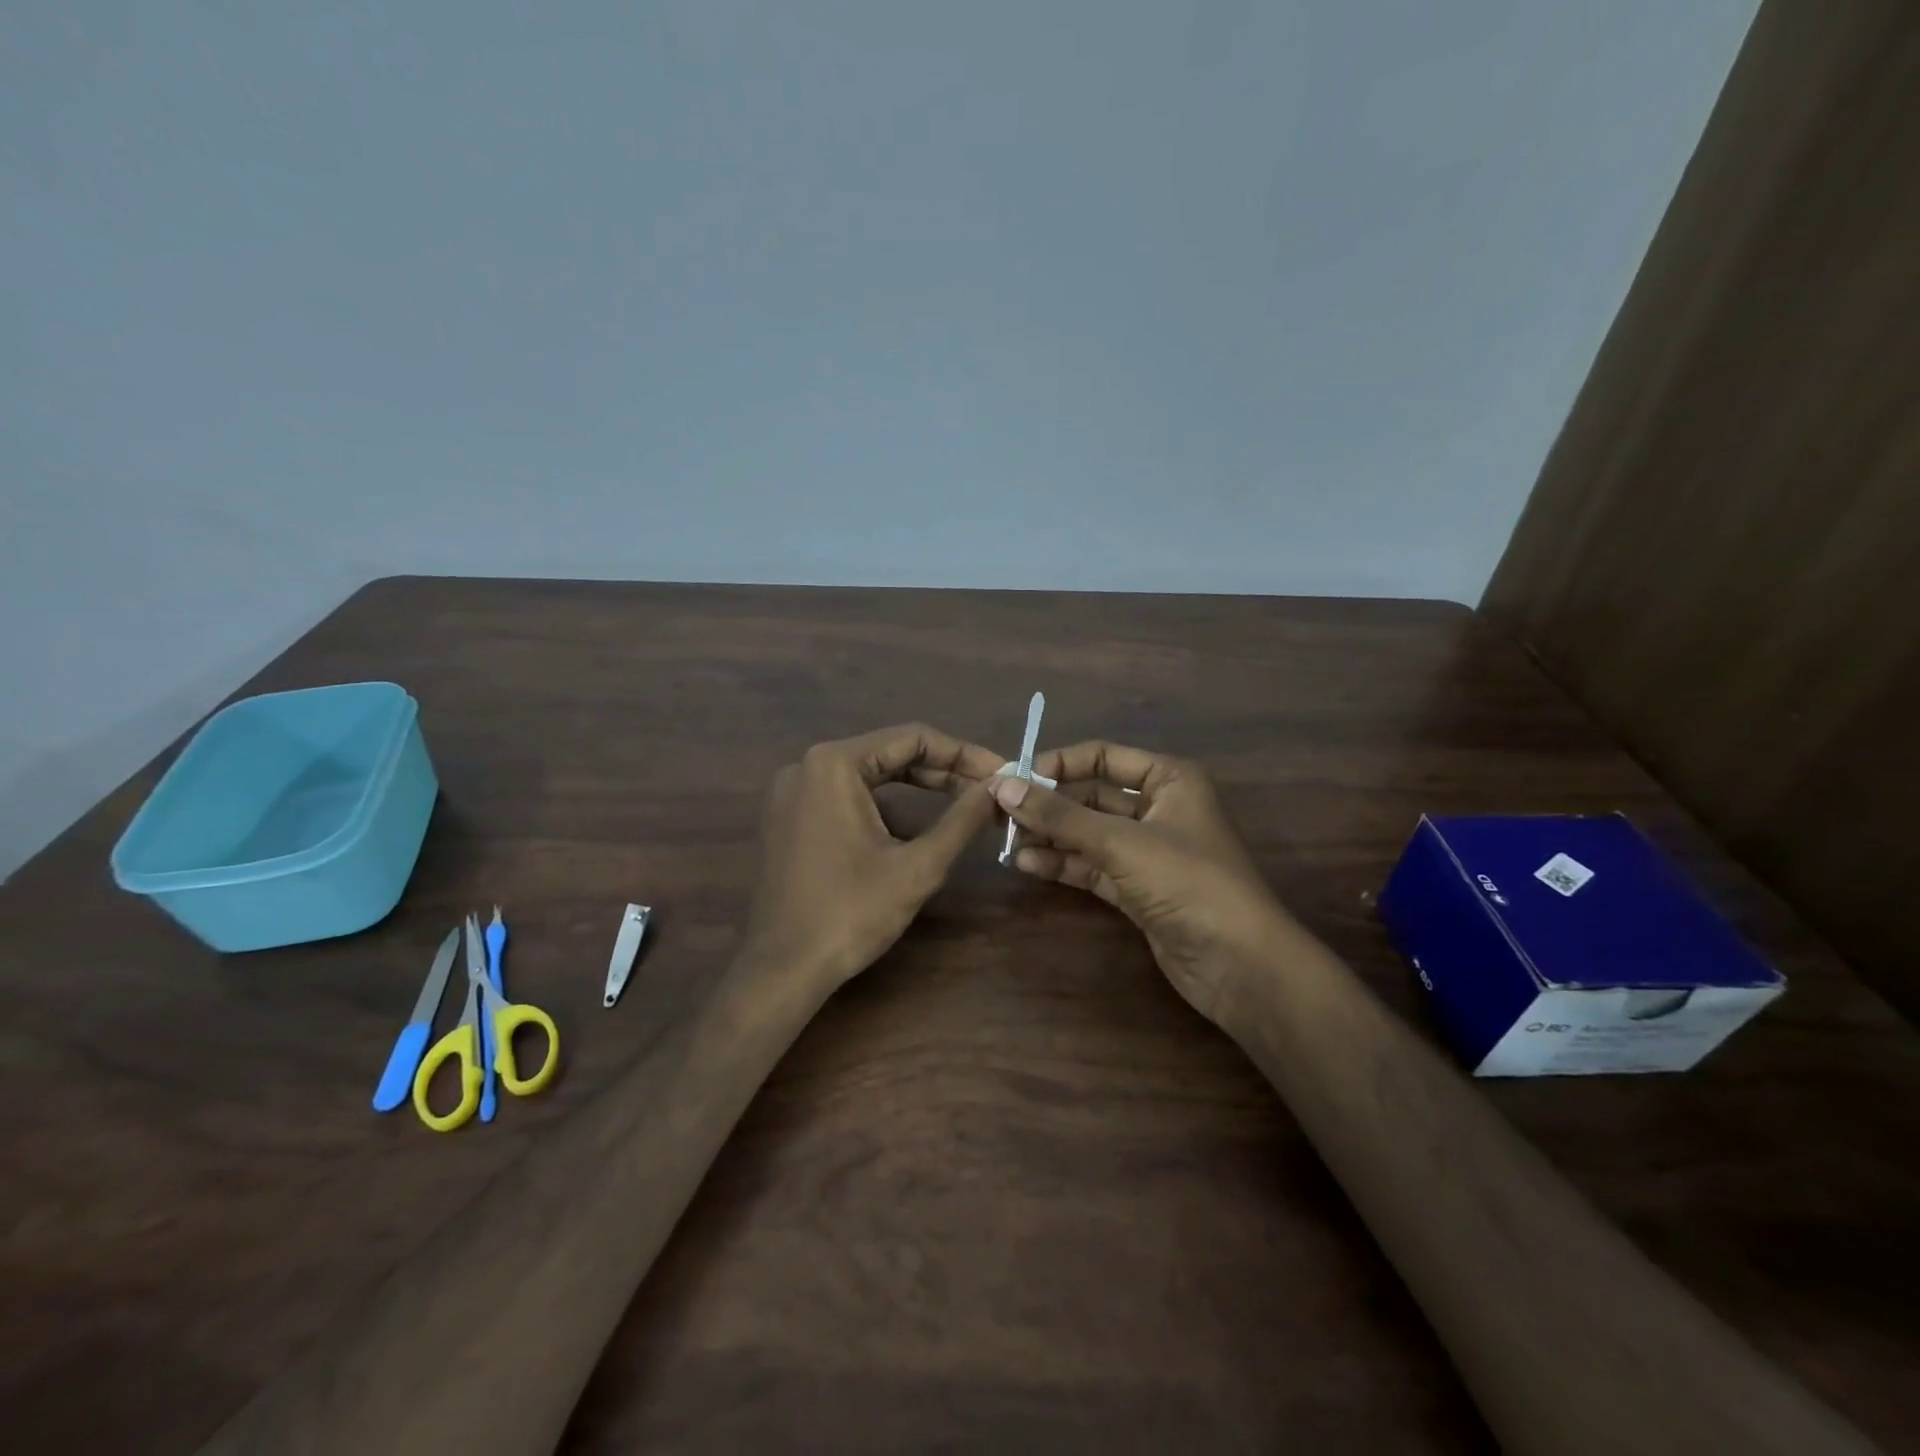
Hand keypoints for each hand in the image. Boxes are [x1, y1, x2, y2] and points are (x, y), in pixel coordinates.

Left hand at [743, 723, 1002, 991]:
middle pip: (890, 752)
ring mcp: (792, 792)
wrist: (783, 970)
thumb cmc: (851, 914)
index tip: (1001, 773)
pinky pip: (845, 795)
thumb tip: (999, 786)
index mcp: (834, 764)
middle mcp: (806, 765)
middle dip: (943, 771)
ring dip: (916, 787)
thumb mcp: (918, 866)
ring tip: (962, 805)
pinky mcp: (788, 818)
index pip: (913, 737)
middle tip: (989, 791)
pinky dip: (884, 805)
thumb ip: (963, 819)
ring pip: (869, 775)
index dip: (963, 753)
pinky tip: (913, 828)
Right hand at [992, 741, 1289, 1024]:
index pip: (1103, 756)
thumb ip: (1060, 816)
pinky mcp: (1139, 889)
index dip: (1058, 764)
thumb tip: (1003, 786)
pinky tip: (1027, 865)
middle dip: (1048, 805)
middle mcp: (1159, 808)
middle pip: (1092, 797)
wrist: (1240, 964)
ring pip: (1089, 834)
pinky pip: (1093, 866)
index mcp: (1168, 780)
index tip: (1013, 779)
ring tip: (1005, 841)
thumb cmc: (1188, 882)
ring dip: (1050, 836)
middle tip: (1000, 814)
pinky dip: (1063, 864)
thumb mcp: (1121, 843)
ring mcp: (1148, 851)